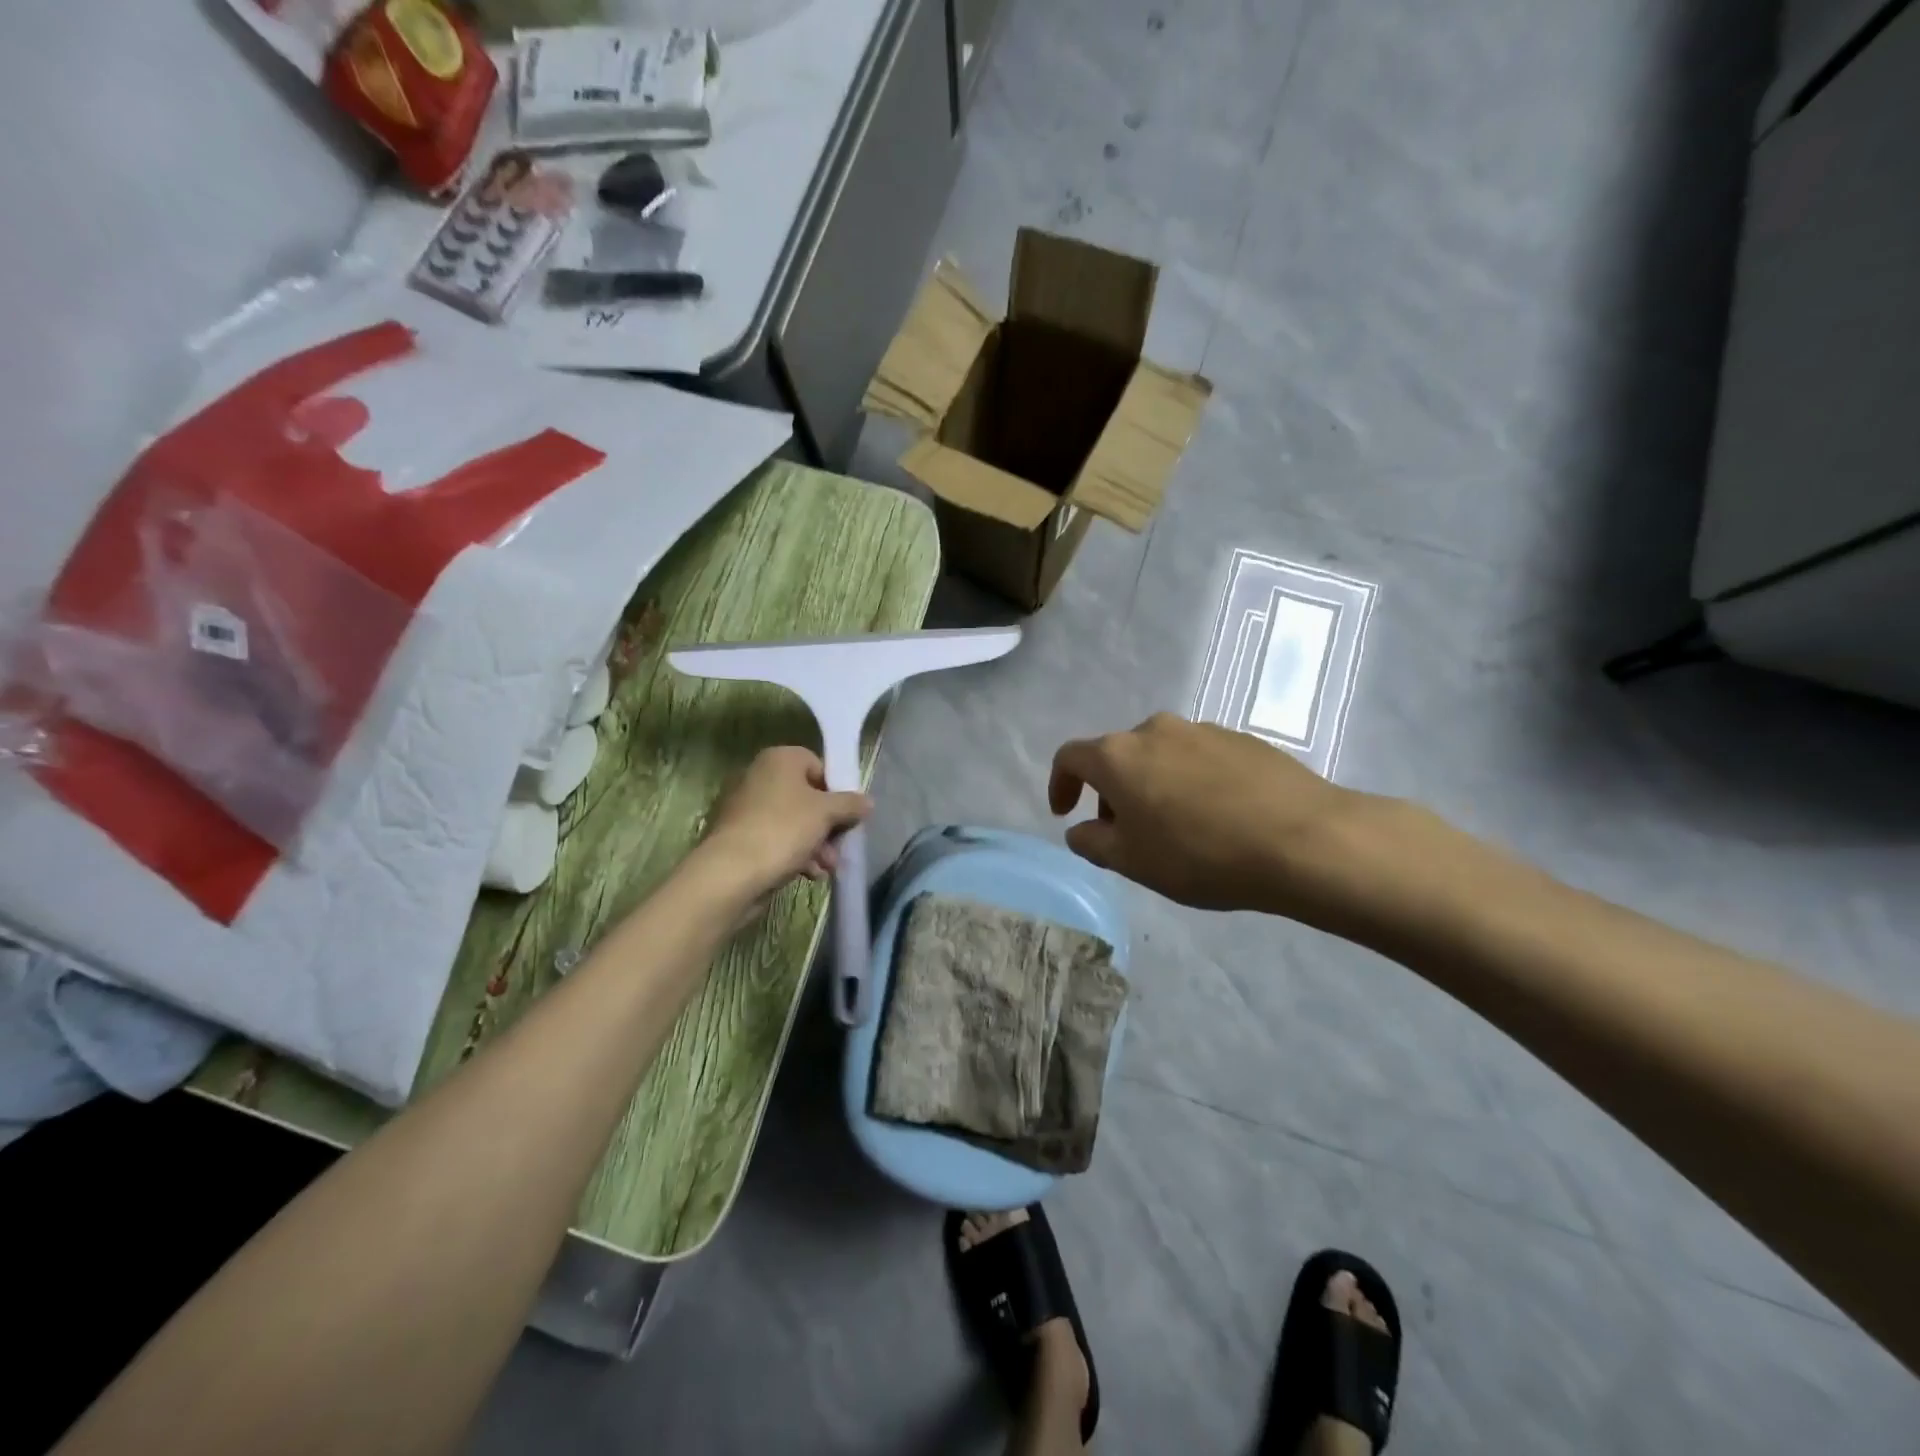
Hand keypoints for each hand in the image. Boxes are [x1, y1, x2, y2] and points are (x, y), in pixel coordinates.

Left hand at [696, 746, 871, 904]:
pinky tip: (809, 874)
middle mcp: (760, 777)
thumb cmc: (783, 829)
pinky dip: (795, 854)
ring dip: (816, 844)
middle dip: (828, 825)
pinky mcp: (741, 837)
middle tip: (840, 846)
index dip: (836, 790)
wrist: (731, 873)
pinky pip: (777, 839)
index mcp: (779, 760)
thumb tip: (867, 801)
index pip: (818, 766)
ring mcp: (747, 808)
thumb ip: (850, 804)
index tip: (848, 813)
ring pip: (794, 822)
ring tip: (827, 867)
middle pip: (808, 797)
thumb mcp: (826, 813)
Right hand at [1048, 714, 1398, 923]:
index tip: (1065, 813)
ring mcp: (1202, 730)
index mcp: (1118, 755)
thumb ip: (1094, 842)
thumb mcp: (1133, 861)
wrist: (1304, 839)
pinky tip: (1216, 816)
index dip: (1060, 785)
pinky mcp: (1242, 739)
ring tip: (1175, 827)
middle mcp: (1155, 730)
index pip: (1071, 758)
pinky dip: (1190, 781)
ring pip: (1160, 755)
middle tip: (1125, 832)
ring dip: (1152, 785)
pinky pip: (1199, 758)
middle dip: (1111, 791)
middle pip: (1117, 755)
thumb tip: (1080, 829)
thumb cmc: (1200, 854)